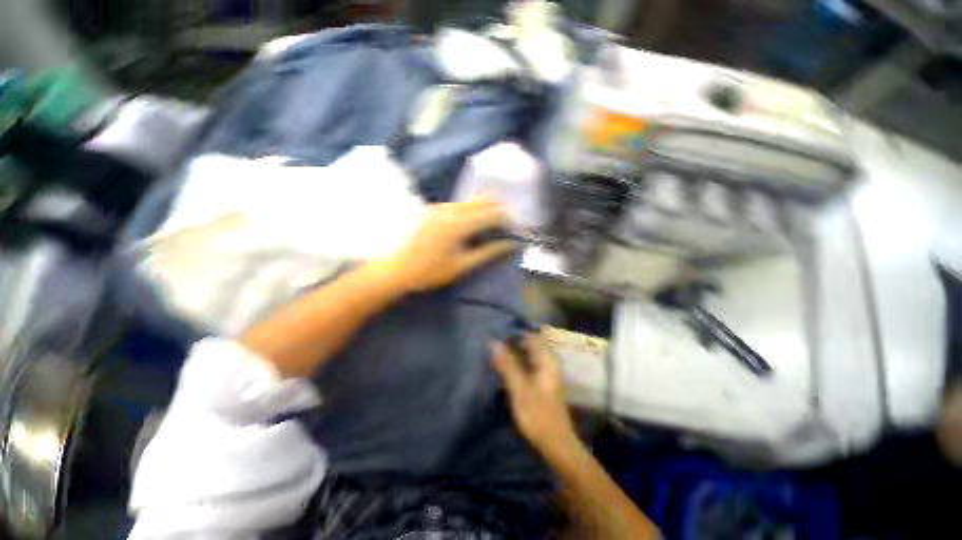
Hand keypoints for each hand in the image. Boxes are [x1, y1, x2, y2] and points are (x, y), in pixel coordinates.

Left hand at [385, 196, 517, 292]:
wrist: (394, 270)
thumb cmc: (428, 272)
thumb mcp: (461, 266)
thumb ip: (488, 252)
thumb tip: (511, 245)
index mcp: (458, 223)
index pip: (492, 213)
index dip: (508, 220)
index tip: (516, 231)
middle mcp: (450, 209)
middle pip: (484, 200)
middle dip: (499, 211)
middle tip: (506, 229)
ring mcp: (440, 207)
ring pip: (472, 200)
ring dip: (486, 210)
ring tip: (491, 229)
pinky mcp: (433, 209)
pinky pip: (460, 204)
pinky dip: (472, 211)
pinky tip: (472, 227)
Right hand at [491, 332, 579, 457]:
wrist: (557, 444)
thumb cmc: (538, 415)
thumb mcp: (519, 389)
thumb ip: (507, 365)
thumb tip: (493, 342)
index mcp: (547, 360)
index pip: (531, 335)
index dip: (514, 331)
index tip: (497, 331)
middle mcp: (549, 361)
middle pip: (530, 343)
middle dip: (513, 340)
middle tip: (494, 341)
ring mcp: (547, 371)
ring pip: (529, 353)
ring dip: (514, 351)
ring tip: (496, 351)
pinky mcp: (544, 381)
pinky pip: (529, 363)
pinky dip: (518, 361)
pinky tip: (505, 366)